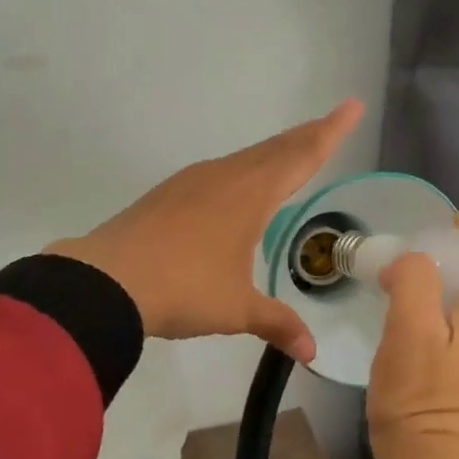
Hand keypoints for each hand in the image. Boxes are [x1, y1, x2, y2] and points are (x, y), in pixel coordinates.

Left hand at [47, 100, 363, 362]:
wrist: (106, 281)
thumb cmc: (184, 289)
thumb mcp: (236, 309)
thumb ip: (277, 324)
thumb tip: (311, 352)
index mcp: (251, 194)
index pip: (302, 156)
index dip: (331, 132)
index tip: (352, 106)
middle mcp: (224, 177)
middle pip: (275, 149)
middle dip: (307, 136)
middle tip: (331, 125)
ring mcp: (191, 182)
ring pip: (244, 159)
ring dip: (272, 154)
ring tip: (290, 155)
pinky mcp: (167, 194)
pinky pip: (218, 173)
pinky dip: (242, 172)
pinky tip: (235, 189)